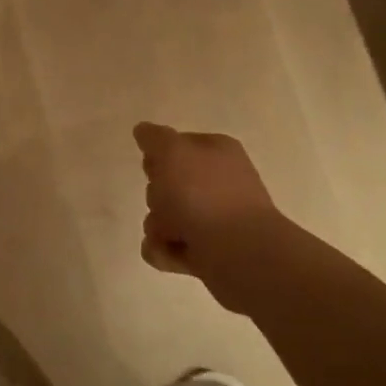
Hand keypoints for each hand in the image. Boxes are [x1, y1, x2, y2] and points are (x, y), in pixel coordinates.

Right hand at [134, 122, 300, 306]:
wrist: (241, 254)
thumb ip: (154, 138)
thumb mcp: (172, 151)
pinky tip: (166, 252)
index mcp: (217, 152)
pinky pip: (171, 246)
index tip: (152, 168)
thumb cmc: (204, 195)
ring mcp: (217, 219)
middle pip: (168, 184)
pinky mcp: (211, 252)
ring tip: (169, 235)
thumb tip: (143, 131)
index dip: (158, 156)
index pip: (177, 145)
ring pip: (166, 217)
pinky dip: (164, 250)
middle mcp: (219, 182)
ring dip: (157, 226)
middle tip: (163, 204)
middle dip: (156, 196)